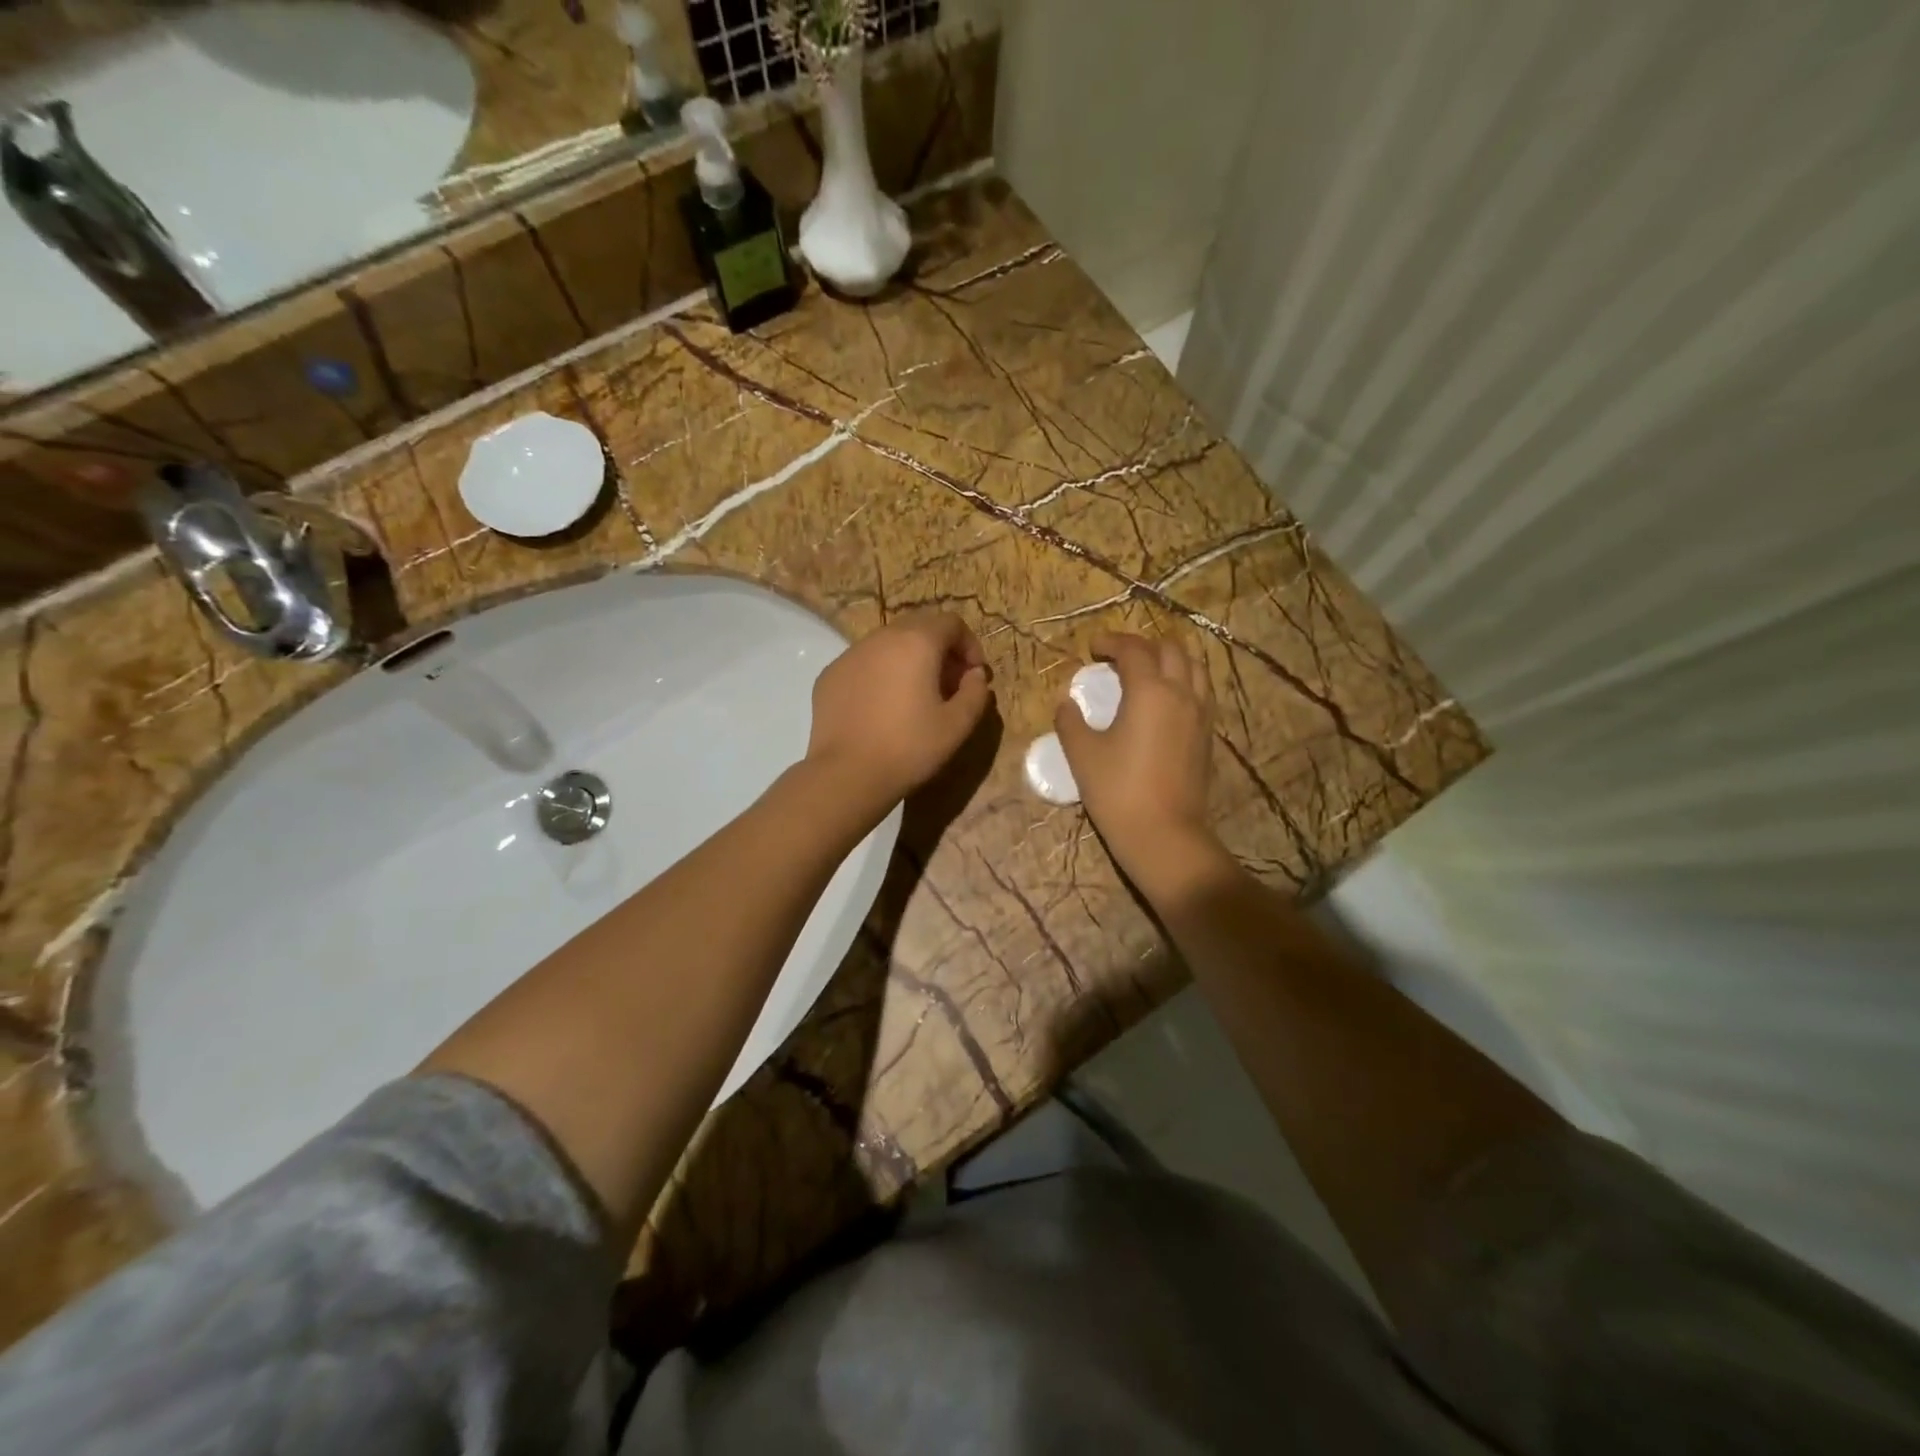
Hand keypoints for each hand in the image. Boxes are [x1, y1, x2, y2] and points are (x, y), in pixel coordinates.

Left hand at [806, 611, 992, 819]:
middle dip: (939, 649)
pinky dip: (880, 674)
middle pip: (918, 627)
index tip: (973, 675)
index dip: (969, 645)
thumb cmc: (909, 747)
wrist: (847, 774)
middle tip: (948, 684)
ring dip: (908, 660)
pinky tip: (881, 708)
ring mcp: (850, 655)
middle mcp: (881, 638)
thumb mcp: (958, 725)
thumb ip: (975, 692)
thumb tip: (974, 675)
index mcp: (916, 642)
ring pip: (888, 644)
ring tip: (914, 696)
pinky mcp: (829, 675)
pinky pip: (864, 664)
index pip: (951, 623)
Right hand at [1056, 632, 1221, 894]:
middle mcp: (1181, 693)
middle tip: (1118, 657)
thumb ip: (1070, 722)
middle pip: (1170, 650)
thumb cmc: (1118, 791)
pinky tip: (1165, 701)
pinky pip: (1201, 691)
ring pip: (1195, 668)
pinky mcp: (1207, 736)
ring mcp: (1200, 714)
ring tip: (1147, 671)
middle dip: (1143, 645)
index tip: (1092, 648)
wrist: (1164, 834)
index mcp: (1150, 691)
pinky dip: (1184, 682)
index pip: (1133, 650)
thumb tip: (1066, 703)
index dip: (1111, 642)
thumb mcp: (1082, 755)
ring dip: (1170, 660)